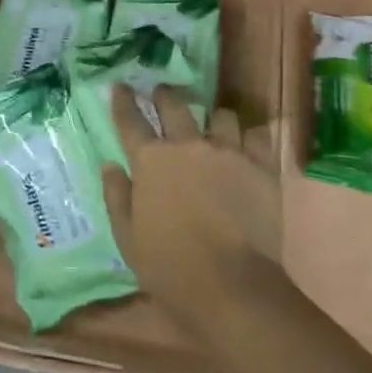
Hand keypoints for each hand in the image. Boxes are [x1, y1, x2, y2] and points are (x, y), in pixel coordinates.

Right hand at [102, 86, 282, 331]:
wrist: (232, 286)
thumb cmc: (170, 268)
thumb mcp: (128, 239)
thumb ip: (117, 197)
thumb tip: (111, 165)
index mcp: (151, 160)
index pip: (130, 120)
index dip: (123, 100)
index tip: (121, 86)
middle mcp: (188, 144)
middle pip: (174, 104)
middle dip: (165, 95)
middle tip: (163, 93)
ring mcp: (228, 151)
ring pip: (221, 115)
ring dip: (213, 119)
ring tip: (214, 126)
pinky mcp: (260, 165)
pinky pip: (256, 135)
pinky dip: (249, 137)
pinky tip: (247, 145)